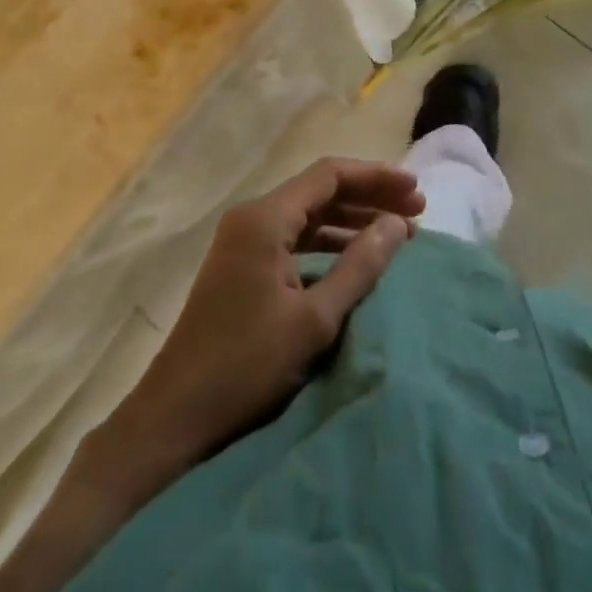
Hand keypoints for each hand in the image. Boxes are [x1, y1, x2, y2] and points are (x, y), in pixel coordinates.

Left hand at [112, 158, 424, 476]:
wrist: (175, 415)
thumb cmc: (246, 366)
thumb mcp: (314, 319)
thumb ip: (359, 266)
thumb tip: (397, 223)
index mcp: (265, 218)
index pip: (330, 175)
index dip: (376, 177)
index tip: (415, 191)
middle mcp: (252, 217)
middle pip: (320, 190)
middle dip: (369, 198)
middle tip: (416, 211)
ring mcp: (244, 241)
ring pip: (308, 214)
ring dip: (351, 220)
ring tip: (396, 233)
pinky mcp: (242, 265)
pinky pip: (294, 238)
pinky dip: (328, 242)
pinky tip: (355, 258)